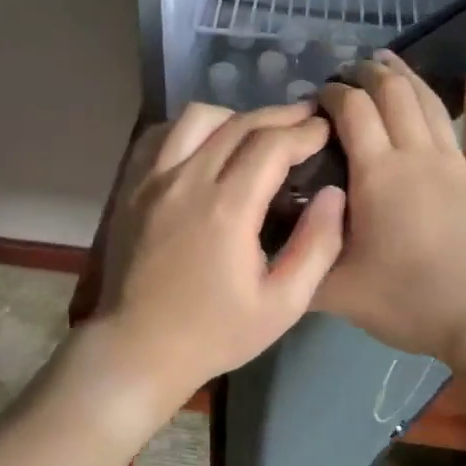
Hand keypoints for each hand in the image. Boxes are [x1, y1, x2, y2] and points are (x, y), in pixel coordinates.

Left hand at [89, 101, 345, 431]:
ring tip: (258, 131)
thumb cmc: (215, 333)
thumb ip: (317, 247)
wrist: (137, 349)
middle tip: (307, 117)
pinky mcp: (132, 187)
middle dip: (279, 116)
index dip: (304, 132)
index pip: (272, 145)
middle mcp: (187, 181)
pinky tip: (208, 144)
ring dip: (235, 116)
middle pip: (239, 124)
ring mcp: (153, 180)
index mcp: (227, 209)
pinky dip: (191, 129)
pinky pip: (162, 135)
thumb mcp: (283, 305)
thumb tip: (334, 195)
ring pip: (197, 118)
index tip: (326, 130)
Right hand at [313, 54, 465, 364]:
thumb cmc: (409, 301)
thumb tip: (265, 247)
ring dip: (408, 77)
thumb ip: (299, 263)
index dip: (331, 93)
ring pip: (430, 104)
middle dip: (367, 75)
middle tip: (348, 71)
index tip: (315, 96)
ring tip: (389, 61)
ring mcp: (458, 164)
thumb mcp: (336, 292)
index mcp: (377, 173)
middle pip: (392, 95)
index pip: (351, 111)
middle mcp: (416, 155)